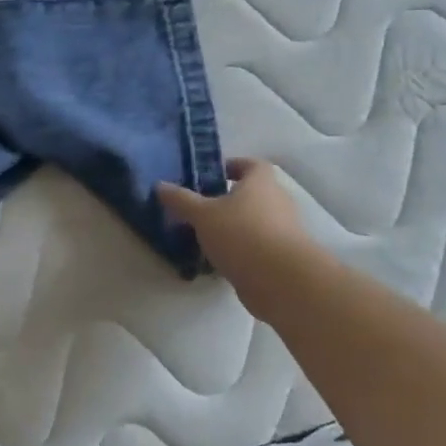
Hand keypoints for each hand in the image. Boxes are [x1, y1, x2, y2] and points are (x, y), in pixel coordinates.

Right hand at [156, 159, 321, 284]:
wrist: (282, 281)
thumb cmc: (241, 234)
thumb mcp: (202, 215)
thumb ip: (181, 200)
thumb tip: (160, 185)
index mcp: (261, 182)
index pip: (251, 164)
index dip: (232, 166)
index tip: (211, 175)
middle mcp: (278, 201)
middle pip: (253, 194)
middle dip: (229, 200)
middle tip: (202, 208)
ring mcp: (285, 231)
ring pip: (255, 222)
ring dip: (235, 227)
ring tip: (206, 237)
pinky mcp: (283, 258)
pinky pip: (258, 247)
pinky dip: (242, 251)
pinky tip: (219, 262)